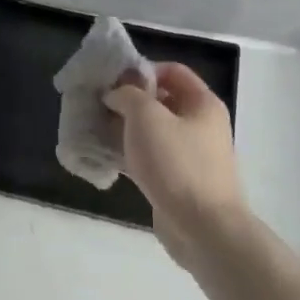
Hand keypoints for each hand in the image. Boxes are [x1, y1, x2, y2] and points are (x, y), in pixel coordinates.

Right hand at [104, 62, 248, 270]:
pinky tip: (106, 156)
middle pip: (162, 101)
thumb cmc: (177, 163)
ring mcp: (191, 155)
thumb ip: (128, 95)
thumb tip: (116, 94)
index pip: (173, 71)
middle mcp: (201, 125)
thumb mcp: (146, 117)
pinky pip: (151, 157)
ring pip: (153, 131)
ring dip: (125, 128)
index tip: (112, 80)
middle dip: (128, 100)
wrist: (204, 229)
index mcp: (202, 104)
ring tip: (95, 128)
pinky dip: (130, 153)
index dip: (142, 70)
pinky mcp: (178, 181)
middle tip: (98, 104)